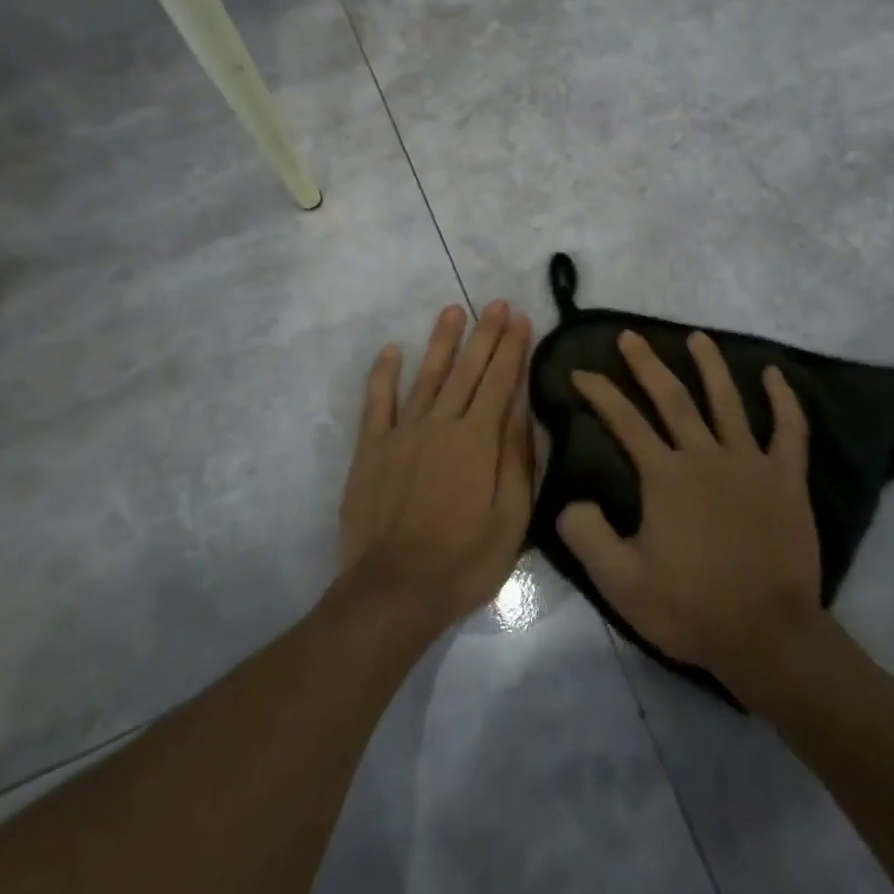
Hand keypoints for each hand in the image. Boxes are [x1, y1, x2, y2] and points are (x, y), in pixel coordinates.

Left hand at [339, 301, 534, 632]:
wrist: (394, 590)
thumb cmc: (464, 560)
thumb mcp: (512, 518)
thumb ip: (518, 459)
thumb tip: (522, 409)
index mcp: (478, 440)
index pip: (500, 382)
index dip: (512, 348)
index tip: (521, 319)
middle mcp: (441, 424)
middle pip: (467, 370)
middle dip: (485, 334)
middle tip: (496, 303)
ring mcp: (402, 433)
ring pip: (427, 376)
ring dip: (441, 341)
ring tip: (453, 310)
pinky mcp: (372, 448)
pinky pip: (377, 402)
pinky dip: (384, 374)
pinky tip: (391, 350)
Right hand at [557, 330, 820, 681]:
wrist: (767, 635)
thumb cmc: (691, 608)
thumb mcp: (621, 584)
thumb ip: (587, 537)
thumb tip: (570, 500)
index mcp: (666, 476)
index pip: (625, 422)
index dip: (600, 393)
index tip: (580, 372)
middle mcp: (706, 456)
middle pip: (673, 398)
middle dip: (647, 364)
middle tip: (630, 336)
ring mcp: (751, 463)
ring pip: (728, 401)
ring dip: (710, 365)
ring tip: (697, 336)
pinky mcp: (786, 478)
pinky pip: (790, 430)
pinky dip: (784, 399)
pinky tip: (774, 374)